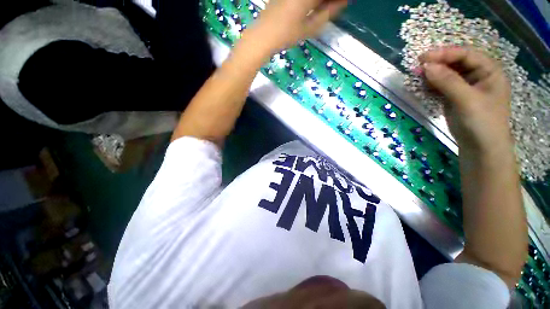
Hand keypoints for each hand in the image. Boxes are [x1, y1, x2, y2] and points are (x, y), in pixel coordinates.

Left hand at [243, 0, 346, 54]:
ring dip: (320, 2)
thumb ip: (328, 12)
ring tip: (324, 8)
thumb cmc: (286, 35)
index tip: (343, 4)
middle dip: (328, 1)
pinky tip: (313, 7)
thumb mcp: (310, 28)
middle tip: (334, 7)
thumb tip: (343, 1)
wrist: (262, 36)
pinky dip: (311, 2)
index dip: (336, 1)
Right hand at [419, 48, 512, 154]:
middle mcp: (478, 76)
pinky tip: (422, 86)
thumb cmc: (482, 122)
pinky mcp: (454, 97)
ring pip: (447, 74)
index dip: (445, 54)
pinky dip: (431, 85)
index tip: (423, 58)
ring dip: (432, 74)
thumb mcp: (466, 100)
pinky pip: (441, 86)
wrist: (480, 148)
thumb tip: (426, 66)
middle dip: (437, 64)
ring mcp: (465, 87)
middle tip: (417, 67)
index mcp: (489, 71)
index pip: (466, 55)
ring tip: (416, 76)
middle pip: (456, 63)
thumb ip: (447, 81)